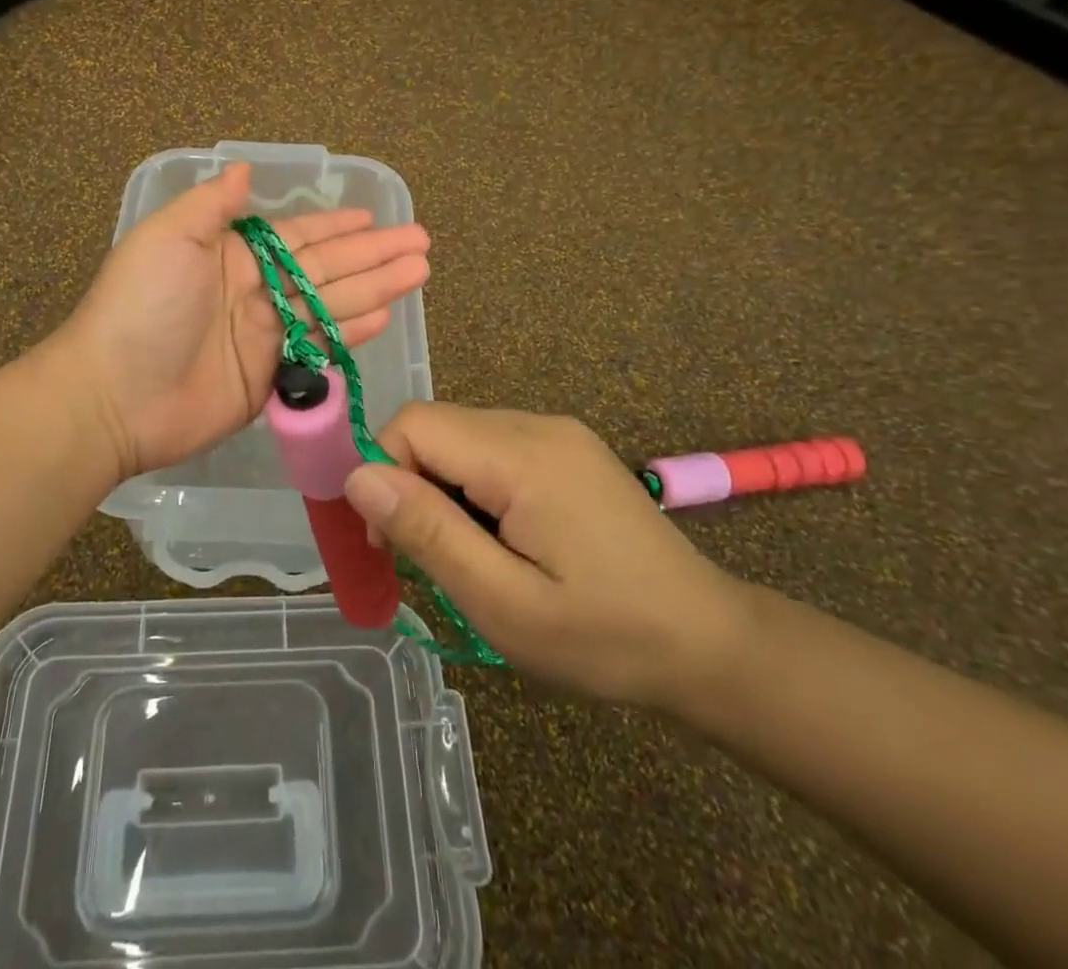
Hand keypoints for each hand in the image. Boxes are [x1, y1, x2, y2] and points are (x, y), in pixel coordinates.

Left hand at [56, 163, 430, 481]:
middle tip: (421, 243)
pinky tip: (383, 317)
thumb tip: (244, 169)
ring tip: (418, 272)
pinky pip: (319, 348)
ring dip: (375, 288)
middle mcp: (254, 291)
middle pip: (326, 267)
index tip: (375, 217)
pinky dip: (350, 333)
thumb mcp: (168, 238)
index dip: (338, 226)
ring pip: (332, 304)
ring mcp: (264, 336)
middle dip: (373, 254)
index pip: (298, 236)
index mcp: (232, 255)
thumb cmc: (141, 307)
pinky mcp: (270, 378)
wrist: (114, 397)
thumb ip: (211, 205)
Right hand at [343, 403, 749, 711]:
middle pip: (435, 428)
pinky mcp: (568, 449)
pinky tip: (501, 538)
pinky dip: (473, 486)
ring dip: (441, 488)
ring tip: (469, 556)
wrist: (709, 644)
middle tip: (427, 559)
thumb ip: (429, 533)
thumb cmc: (605, 637)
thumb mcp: (504, 603)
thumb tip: (358, 476)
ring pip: (460, 438)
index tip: (390, 543)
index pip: (414, 424)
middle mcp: (537, 425)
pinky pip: (493, 448)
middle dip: (411, 485)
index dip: (384, 473)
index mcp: (522, 455)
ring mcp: (557, 433)